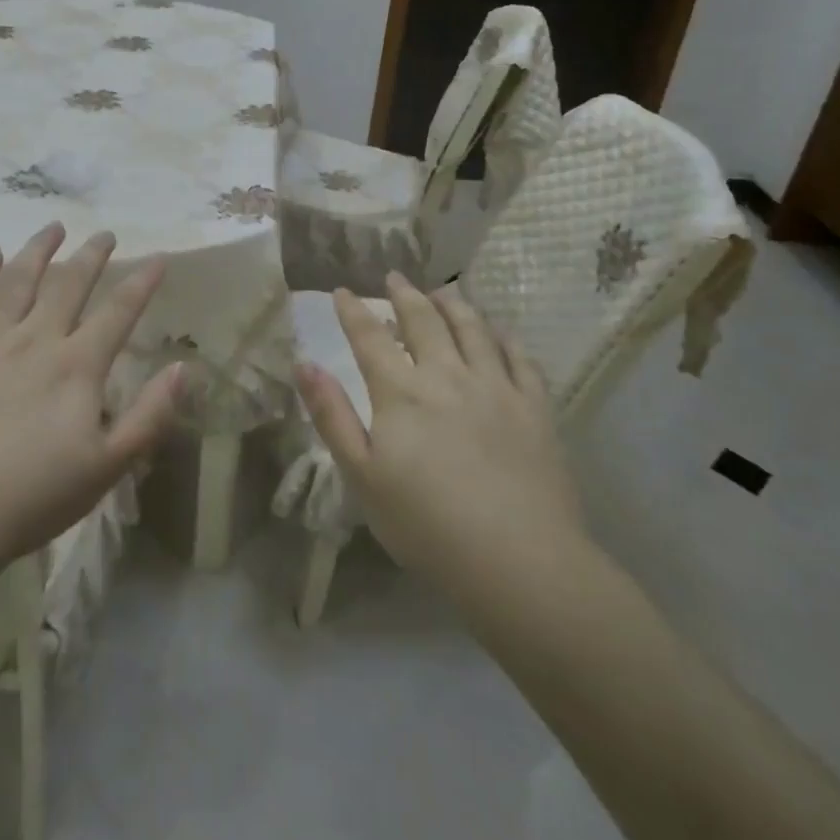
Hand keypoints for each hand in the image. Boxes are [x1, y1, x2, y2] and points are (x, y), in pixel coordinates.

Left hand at [0, 224, 181, 571]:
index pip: (119, 311)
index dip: (142, 281)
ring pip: (18, 280)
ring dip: (39, 250)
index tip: (159, 256)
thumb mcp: (107, 468)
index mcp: (77, 367)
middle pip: (69, 284)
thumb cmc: (31, 498)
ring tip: (53, 227)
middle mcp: (35, 340)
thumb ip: (149, 415)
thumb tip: (183, 368)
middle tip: (105, 234)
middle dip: (92, 255)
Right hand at [297, 274, 585, 597]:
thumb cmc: (427, 525)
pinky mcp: (534, 408)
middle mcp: (447, 375)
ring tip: (443, 292)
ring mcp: (496, 388)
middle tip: (395, 277)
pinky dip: (505, 338)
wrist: (519, 562)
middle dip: (405, 295)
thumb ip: (332, 416)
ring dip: (453, 305)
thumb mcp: (362, 476)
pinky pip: (520, 359)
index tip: (342, 291)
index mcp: (402, 392)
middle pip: (424, 321)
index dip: (353, 311)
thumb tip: (304, 364)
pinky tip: (499, 333)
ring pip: (473, 329)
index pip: (370, 338)